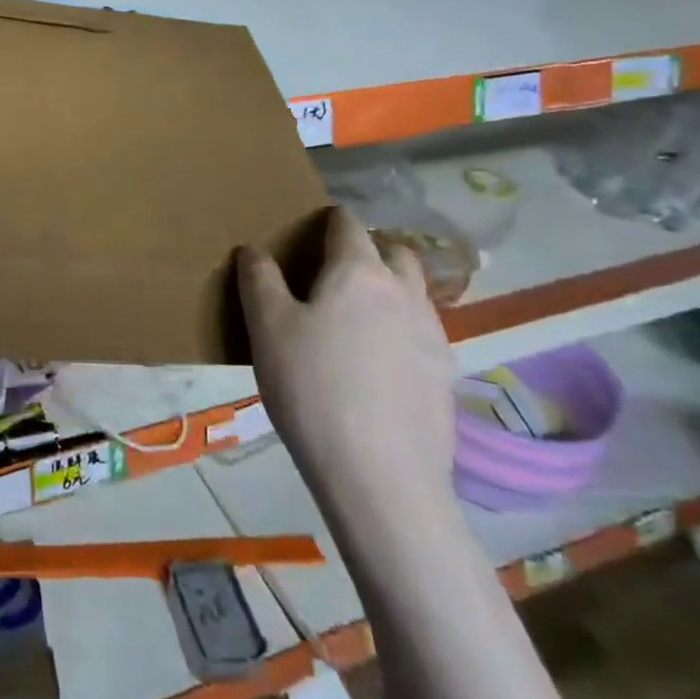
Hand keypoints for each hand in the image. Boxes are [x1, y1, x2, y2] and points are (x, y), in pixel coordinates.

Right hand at [238, 207, 457, 542]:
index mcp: (360, 272)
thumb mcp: (267, 328)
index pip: (347, 225)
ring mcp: (434, 337)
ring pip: (414, 292)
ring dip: (389, 288)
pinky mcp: (445, 378)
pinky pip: (422, 333)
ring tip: (354, 317)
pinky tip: (375, 362)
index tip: (307, 231)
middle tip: (333, 271)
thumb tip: (254, 251)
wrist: (380, 477)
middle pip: (394, 252)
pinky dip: (401, 329)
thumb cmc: (313, 388)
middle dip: (368, 249)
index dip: (327, 221)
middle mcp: (405, 294)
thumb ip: (258, 280)